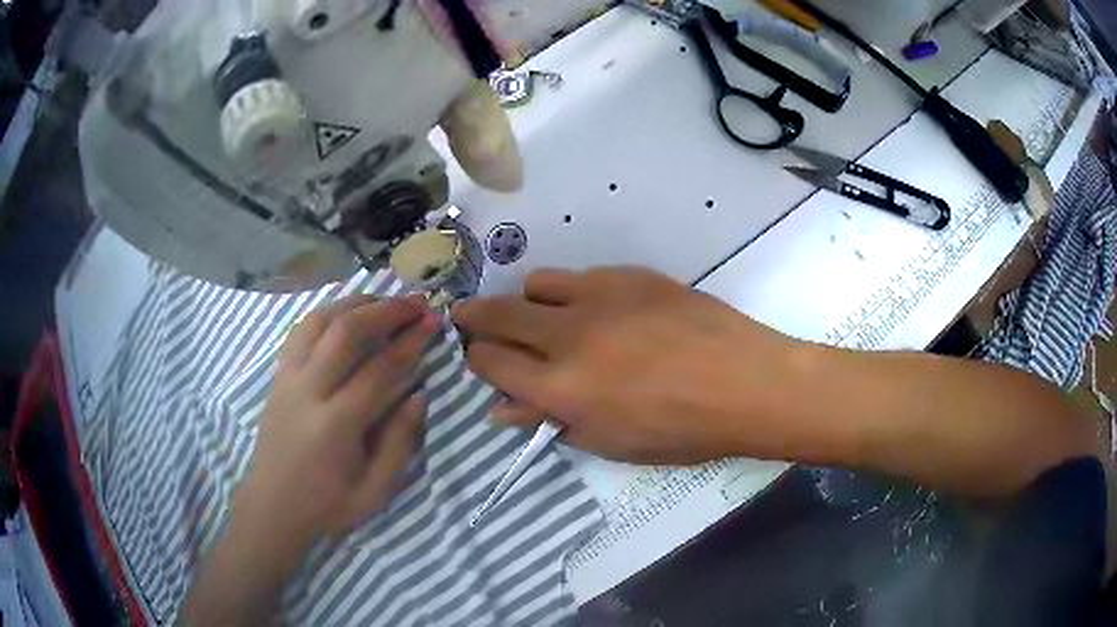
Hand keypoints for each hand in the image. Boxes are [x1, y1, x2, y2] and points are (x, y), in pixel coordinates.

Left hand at [240, 295, 439, 547]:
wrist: (273, 507)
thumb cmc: (328, 505)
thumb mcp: (376, 490)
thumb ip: (400, 442)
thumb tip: (420, 394)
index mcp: (336, 424)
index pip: (380, 369)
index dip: (411, 341)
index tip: (434, 321)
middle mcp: (308, 390)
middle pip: (346, 331)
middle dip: (385, 309)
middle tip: (415, 302)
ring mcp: (287, 378)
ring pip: (319, 321)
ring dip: (354, 302)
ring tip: (383, 300)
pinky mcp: (277, 376)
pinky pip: (301, 331)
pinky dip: (327, 313)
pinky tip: (345, 314)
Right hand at [451, 267, 803, 463]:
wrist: (745, 382)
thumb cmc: (681, 431)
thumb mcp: (610, 443)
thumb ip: (552, 421)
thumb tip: (505, 408)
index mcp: (561, 387)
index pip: (491, 362)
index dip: (477, 360)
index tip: (480, 360)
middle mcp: (569, 335)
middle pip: (498, 314)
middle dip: (475, 318)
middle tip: (469, 320)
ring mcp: (600, 297)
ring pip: (535, 284)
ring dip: (526, 302)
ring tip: (541, 317)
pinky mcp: (630, 276)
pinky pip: (581, 276)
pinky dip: (571, 293)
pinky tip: (595, 310)